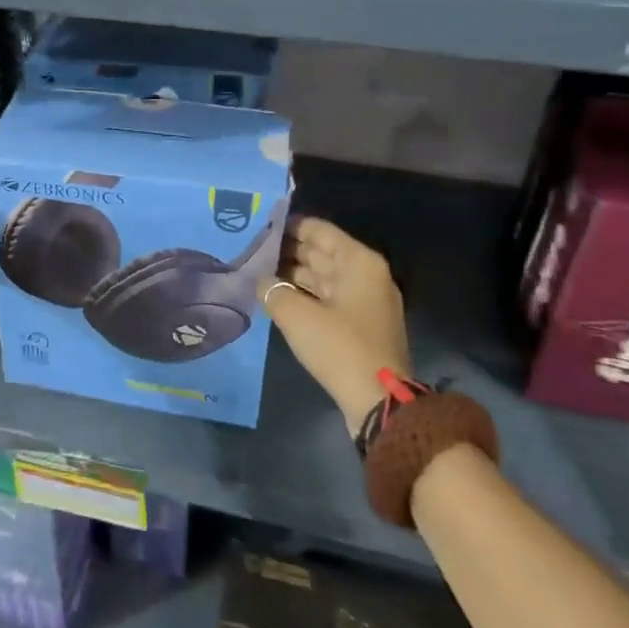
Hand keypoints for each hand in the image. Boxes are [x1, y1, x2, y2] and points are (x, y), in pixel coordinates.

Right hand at [261, 216, 412, 436]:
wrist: (379, 402)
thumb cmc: (340, 347)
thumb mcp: (297, 315)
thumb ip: (272, 290)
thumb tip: (260, 281)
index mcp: (358, 261)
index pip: (318, 230)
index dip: (287, 225)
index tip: (257, 226)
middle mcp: (365, 275)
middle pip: (321, 252)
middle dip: (286, 251)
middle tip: (249, 249)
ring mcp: (365, 301)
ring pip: (322, 277)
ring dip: (292, 275)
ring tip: (256, 273)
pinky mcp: (359, 326)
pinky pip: (326, 299)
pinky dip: (303, 296)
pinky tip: (275, 299)